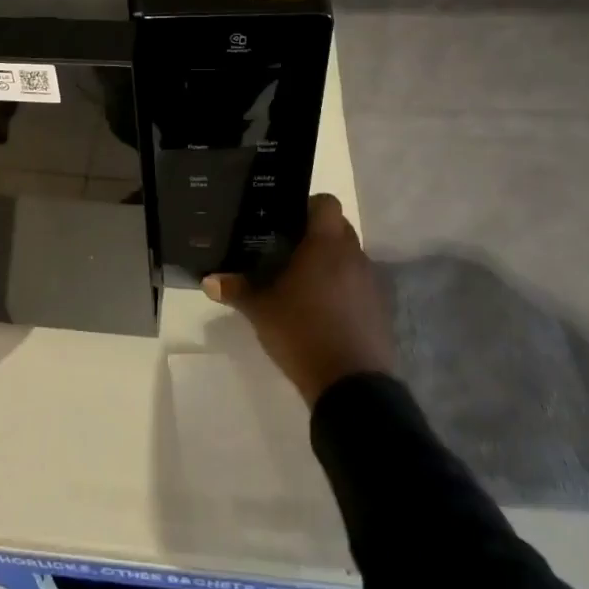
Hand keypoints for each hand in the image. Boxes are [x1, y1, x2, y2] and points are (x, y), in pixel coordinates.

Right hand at [203, 195, 396, 405]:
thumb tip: (208, 279)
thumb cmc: (303, 332)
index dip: (308, 205)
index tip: (286, 220)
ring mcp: (370, 282)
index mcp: (326, 244)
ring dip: (330, 262)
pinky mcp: (379, 308)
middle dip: (316, 234)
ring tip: (302, 280)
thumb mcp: (261, 311)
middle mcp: (353, 255)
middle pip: (338, 228)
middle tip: (287, 249)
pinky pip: (358, 284)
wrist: (351, 385)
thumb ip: (236, 290)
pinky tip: (321, 309)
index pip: (326, 203)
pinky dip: (343, 287)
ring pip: (349, 256)